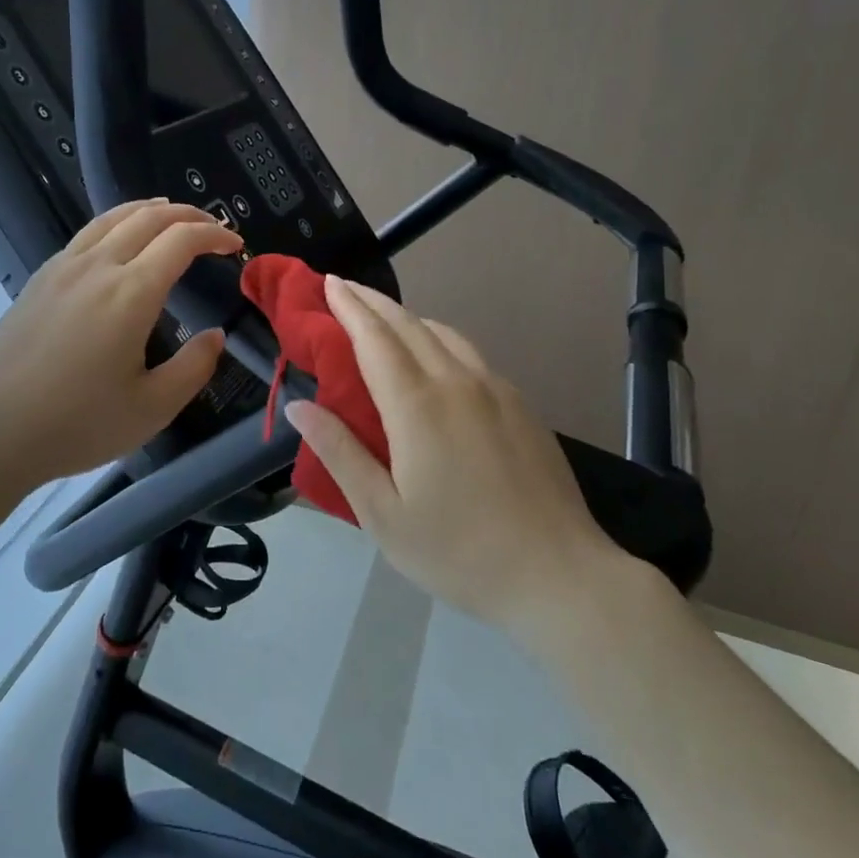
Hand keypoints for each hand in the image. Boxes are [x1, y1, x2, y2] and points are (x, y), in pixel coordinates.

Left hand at [0, 199, 242, 500]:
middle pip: (149, 217)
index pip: (181, 240)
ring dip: (150, 210)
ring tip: (171, 217)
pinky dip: (117, 223)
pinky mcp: (40, 278)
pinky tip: (119, 243)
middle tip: (212, 226)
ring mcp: (63, 268)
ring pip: (113, 217)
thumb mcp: (152, 408)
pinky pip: (87, 233)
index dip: (214, 234)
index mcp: (131, 293)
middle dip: (188, 214)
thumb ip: (194, 367)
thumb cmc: (78, 424)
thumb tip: (215, 335)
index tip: (234, 244)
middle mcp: (98, 266)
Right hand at [284, 276, 629, 628]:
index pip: (373, 338)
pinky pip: (469, 354)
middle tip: (344, 287)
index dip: (349, 307)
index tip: (329, 283)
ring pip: (443, 333)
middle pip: (408, 324)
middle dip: (372, 301)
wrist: (559, 575)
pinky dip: (438, 338)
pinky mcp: (521, 405)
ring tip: (383, 318)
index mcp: (417, 406)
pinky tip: (435, 357)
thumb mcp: (383, 514)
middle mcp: (456, 383)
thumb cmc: (459, 551)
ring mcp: (495, 390)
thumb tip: (299, 406)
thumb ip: (340, 453)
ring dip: (407, 316)